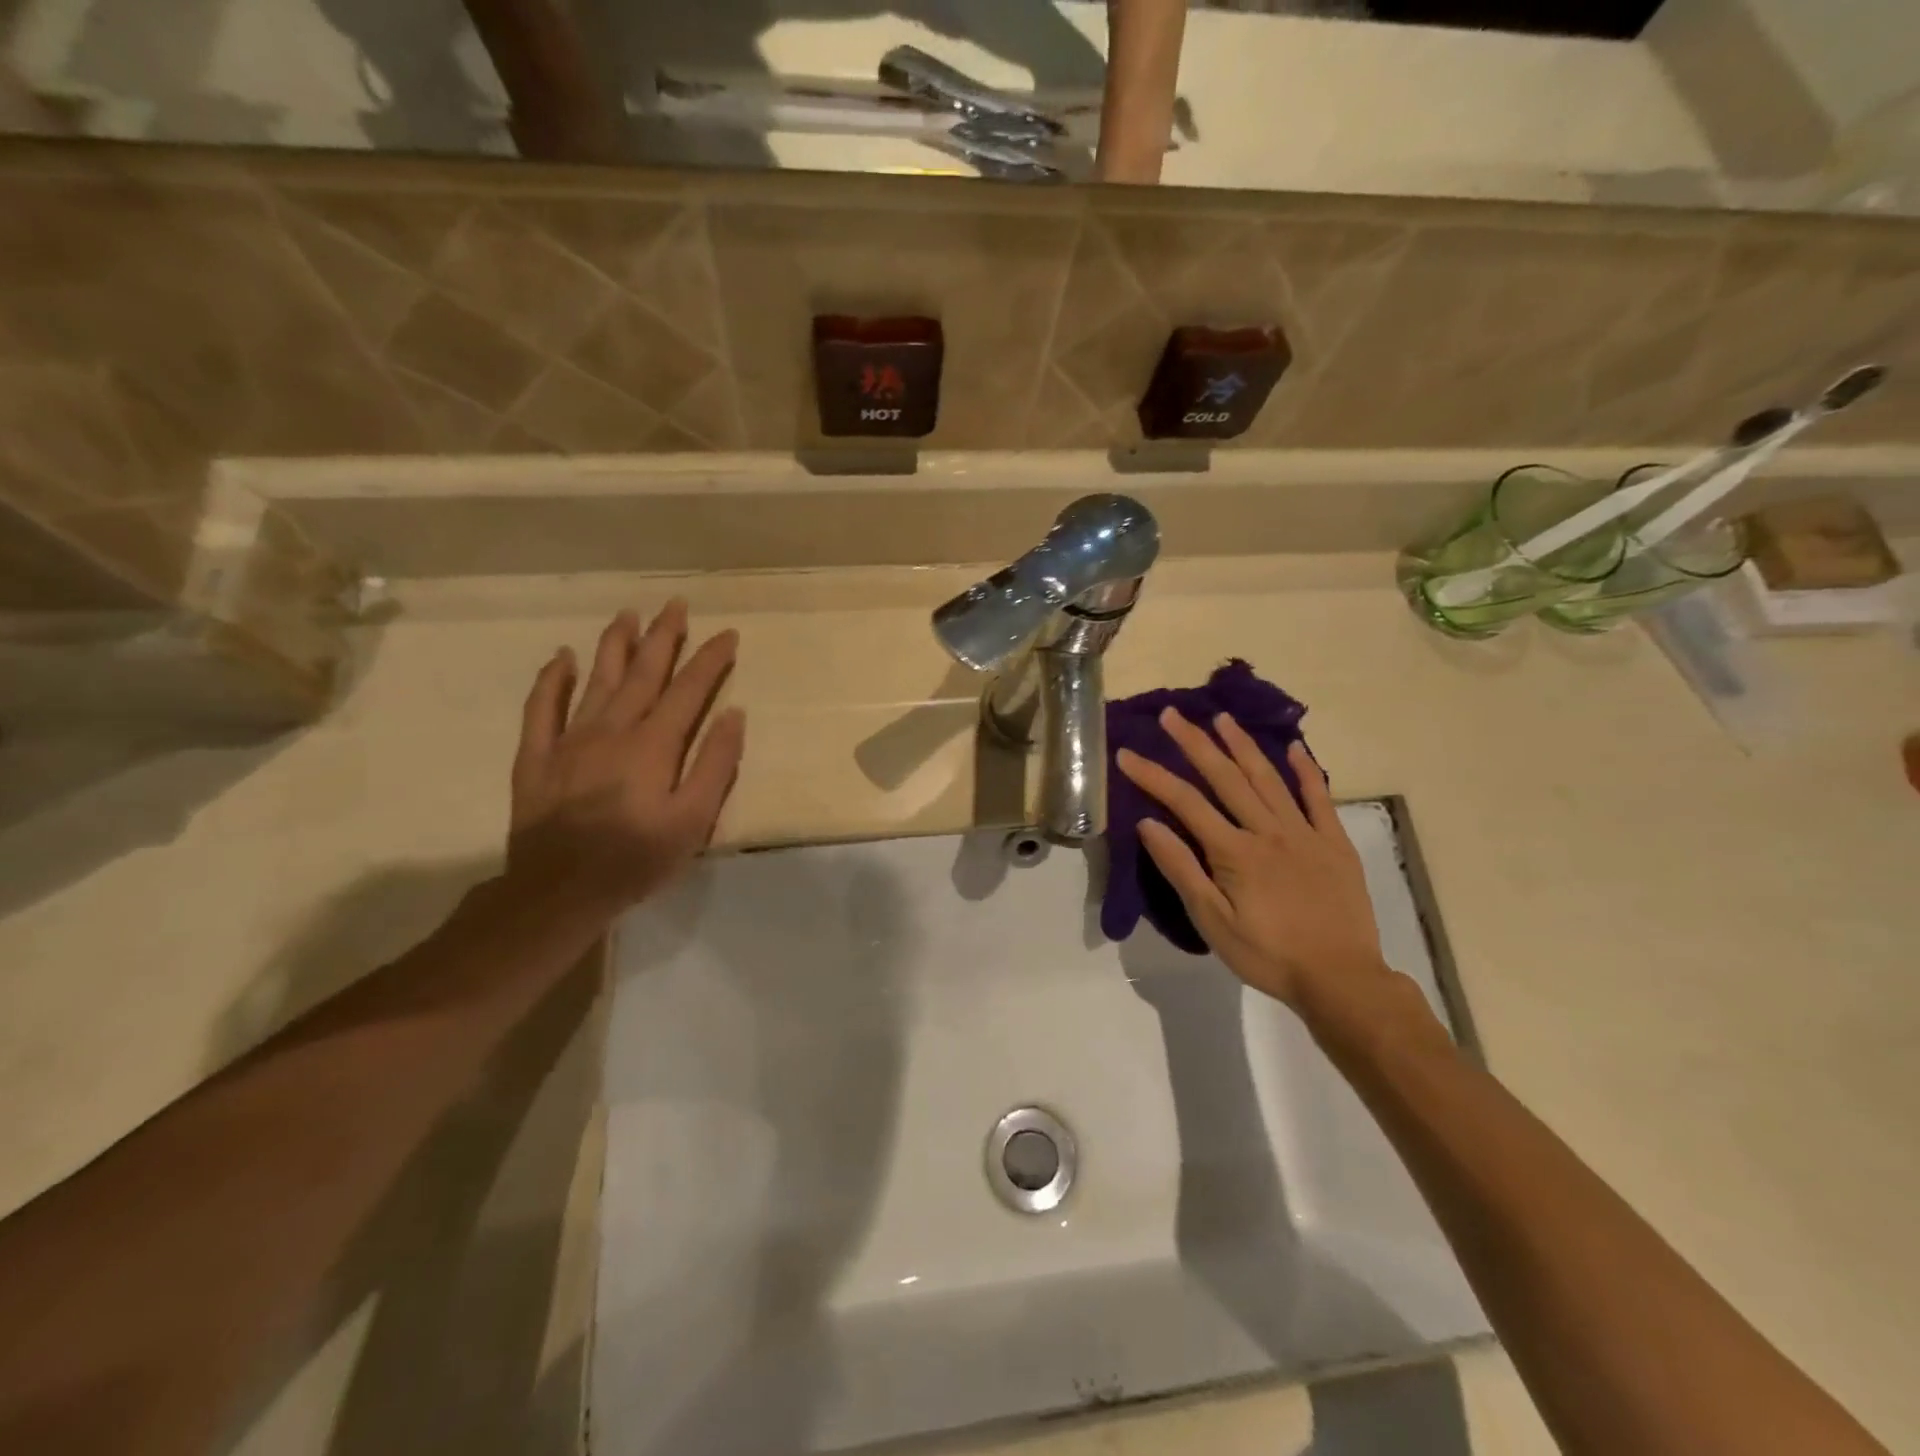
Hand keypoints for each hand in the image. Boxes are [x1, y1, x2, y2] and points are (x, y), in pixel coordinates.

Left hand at [506, 601, 744, 921]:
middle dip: (664, 636)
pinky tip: (561, 657)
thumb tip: (733, 715)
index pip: (689, 689)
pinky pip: (541, 708)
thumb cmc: (637, 858)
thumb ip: (714, 765)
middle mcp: (612, 729)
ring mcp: (569, 739)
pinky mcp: (537, 757)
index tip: (728, 634)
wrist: (559, 890)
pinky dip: (551, 679)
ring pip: (596, 679)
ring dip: (615, 644)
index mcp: (654, 744)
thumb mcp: (693, 819)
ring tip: (628, 614)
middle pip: (643, 672)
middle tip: (676, 604)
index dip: (710, 659)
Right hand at [1116, 709, 1385, 1009]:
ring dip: (1242, 745)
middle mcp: (1268, 831)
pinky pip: (1319, 798)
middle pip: (1226, 777)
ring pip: (1268, 778)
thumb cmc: (1268, 955)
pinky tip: (1293, 748)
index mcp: (1234, 851)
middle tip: (1172, 714)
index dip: (1153, 776)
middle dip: (1195, 743)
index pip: (1185, 803)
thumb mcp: (1212, 921)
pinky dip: (1306, 771)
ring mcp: (1305, 833)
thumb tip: (1149, 824)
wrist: (1341, 979)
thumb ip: (1182, 870)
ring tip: (1222, 718)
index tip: (1127, 753)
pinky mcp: (1335, 843)